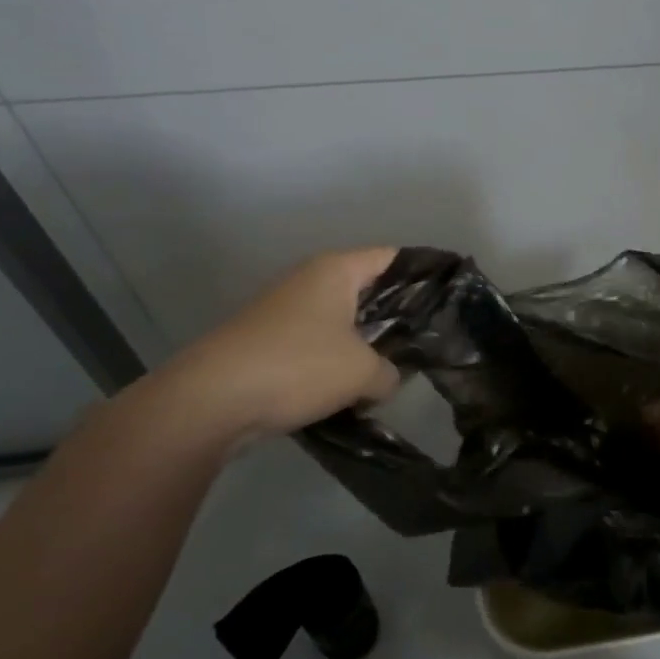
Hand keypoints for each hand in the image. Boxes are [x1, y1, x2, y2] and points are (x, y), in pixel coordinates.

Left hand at [126, 248, 401, 447]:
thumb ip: (390, 372)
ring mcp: (284, 308)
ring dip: (364, 341)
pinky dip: (336, 358)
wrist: (210, 400)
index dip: (423, 274)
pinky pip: (317, 341)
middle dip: (396, 313)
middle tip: (427, 338)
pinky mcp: (267, 340)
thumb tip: (388, 378)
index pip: (393, 257)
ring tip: (394, 367)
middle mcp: (310, 279)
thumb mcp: (362, 372)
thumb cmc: (298, 366)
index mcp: (337, 270)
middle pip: (367, 287)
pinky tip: (352, 387)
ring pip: (341, 318)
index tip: (449, 297)